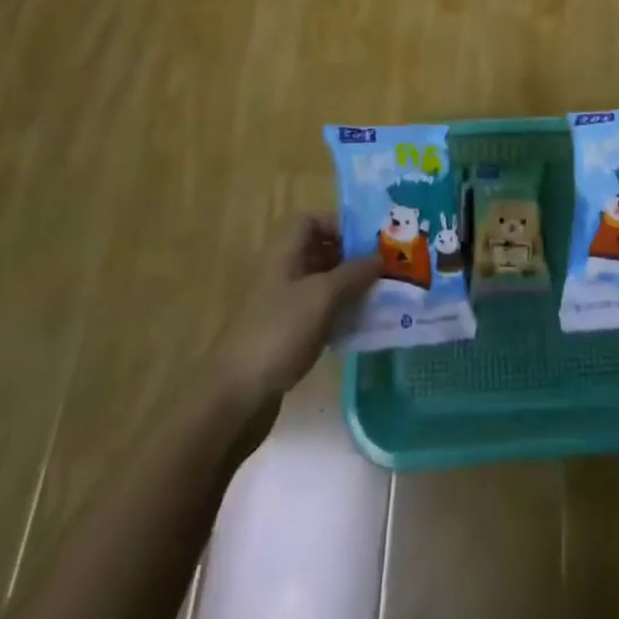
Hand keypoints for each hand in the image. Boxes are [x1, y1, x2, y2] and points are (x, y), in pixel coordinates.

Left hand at [220, 216, 378, 409]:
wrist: (235, 398)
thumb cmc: (279, 332)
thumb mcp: (322, 296)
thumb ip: (354, 273)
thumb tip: (381, 257)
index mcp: (284, 253)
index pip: (310, 221)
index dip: (337, 224)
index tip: (367, 242)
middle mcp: (282, 273)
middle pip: (318, 252)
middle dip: (351, 258)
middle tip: (383, 269)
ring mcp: (282, 307)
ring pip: (321, 285)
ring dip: (348, 288)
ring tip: (379, 297)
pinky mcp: (285, 336)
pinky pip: (318, 314)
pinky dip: (338, 316)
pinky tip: (359, 328)